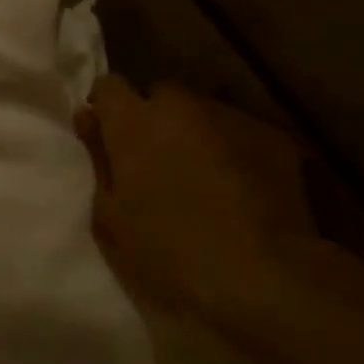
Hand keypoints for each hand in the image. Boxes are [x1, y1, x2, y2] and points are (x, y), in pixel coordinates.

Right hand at [74, 76, 317, 321]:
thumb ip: (98, 160)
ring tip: (198, 176)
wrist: (260, 276)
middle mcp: (183, 107)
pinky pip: (239, 133)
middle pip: (160, 95)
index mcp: (134, 123)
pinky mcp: (275, 138)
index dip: (105, 109)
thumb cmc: (166, 252)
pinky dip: (231, 150)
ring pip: (202, 113)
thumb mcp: (109, 216)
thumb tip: (89, 119)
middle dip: (152, 120)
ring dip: (192, 134)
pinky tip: (236, 188)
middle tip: (151, 163)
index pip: (109, 86)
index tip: (105, 138)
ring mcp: (233, 118)